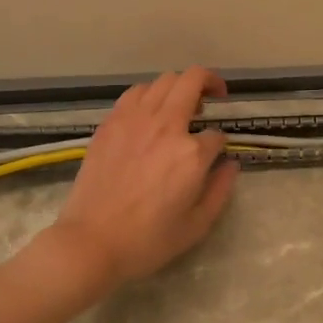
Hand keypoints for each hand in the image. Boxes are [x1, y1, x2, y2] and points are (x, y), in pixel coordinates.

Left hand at [50, 67, 238, 294]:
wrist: (91, 242)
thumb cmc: (148, 241)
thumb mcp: (197, 225)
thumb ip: (220, 189)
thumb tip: (231, 164)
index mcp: (191, 153)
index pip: (216, 134)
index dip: (220, 144)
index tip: (215, 156)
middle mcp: (166, 126)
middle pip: (193, 81)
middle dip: (210, 83)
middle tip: (215, 96)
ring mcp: (134, 120)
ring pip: (164, 80)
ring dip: (180, 86)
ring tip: (181, 104)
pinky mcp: (110, 123)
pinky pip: (136, 92)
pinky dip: (150, 94)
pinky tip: (150, 111)